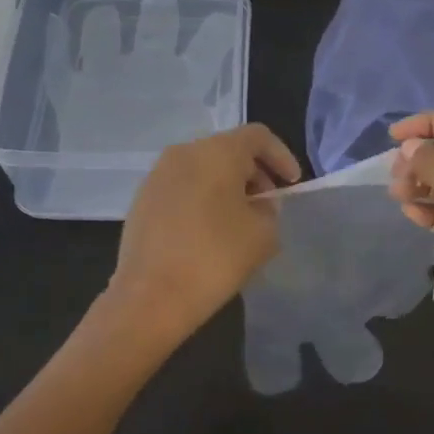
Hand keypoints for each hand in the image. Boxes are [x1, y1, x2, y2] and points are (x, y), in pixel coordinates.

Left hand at [107, 123, 300, 345]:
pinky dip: (202, 198)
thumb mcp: (263, 235)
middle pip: (228, 149)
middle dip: (254, 173)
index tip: (292, 184)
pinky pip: (182, 187)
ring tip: (239, 220)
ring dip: (226, 186)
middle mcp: (184, 152)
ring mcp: (157, 175)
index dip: (281, 156)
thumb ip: (269, 210)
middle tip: (268, 204)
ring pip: (203, 168)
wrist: (149, 297)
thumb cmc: (214, 258)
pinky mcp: (141, 199)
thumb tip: (257, 204)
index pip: (258, 136)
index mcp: (217, 152)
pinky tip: (208, 231)